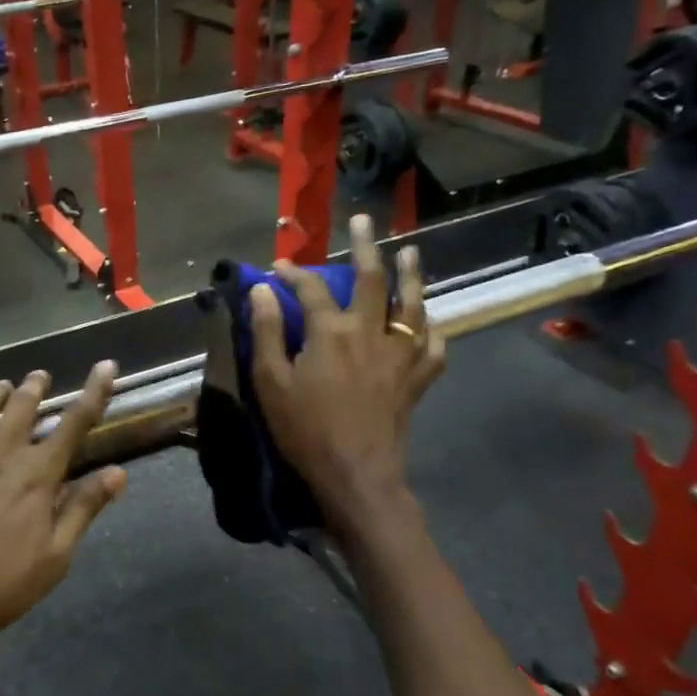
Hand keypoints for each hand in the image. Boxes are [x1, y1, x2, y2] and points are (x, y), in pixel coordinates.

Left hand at [0, 361, 126, 670]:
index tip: (106, 366)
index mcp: (39, 473)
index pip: (76, 421)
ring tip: (3, 387)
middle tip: (39, 377)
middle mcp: (3, 450)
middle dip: (35, 385)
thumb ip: (84, 509)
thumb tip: (118, 472)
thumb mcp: (55, 557)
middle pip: (25, 403)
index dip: (95, 391)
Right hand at [249, 214, 444, 528]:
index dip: (292, 273)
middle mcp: (369, 333)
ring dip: (411, 276)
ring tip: (411, 254)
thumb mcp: (270, 381)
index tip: (277, 266)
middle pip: (371, 279)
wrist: (356, 474)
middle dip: (366, 246)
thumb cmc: (305, 430)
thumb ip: (266, 332)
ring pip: (412, 306)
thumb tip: (262, 290)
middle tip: (364, 220)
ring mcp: (399, 355)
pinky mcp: (416, 380)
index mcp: (331, 332)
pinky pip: (434, 348)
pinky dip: (433, 331)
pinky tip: (430, 323)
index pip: (309, 289)